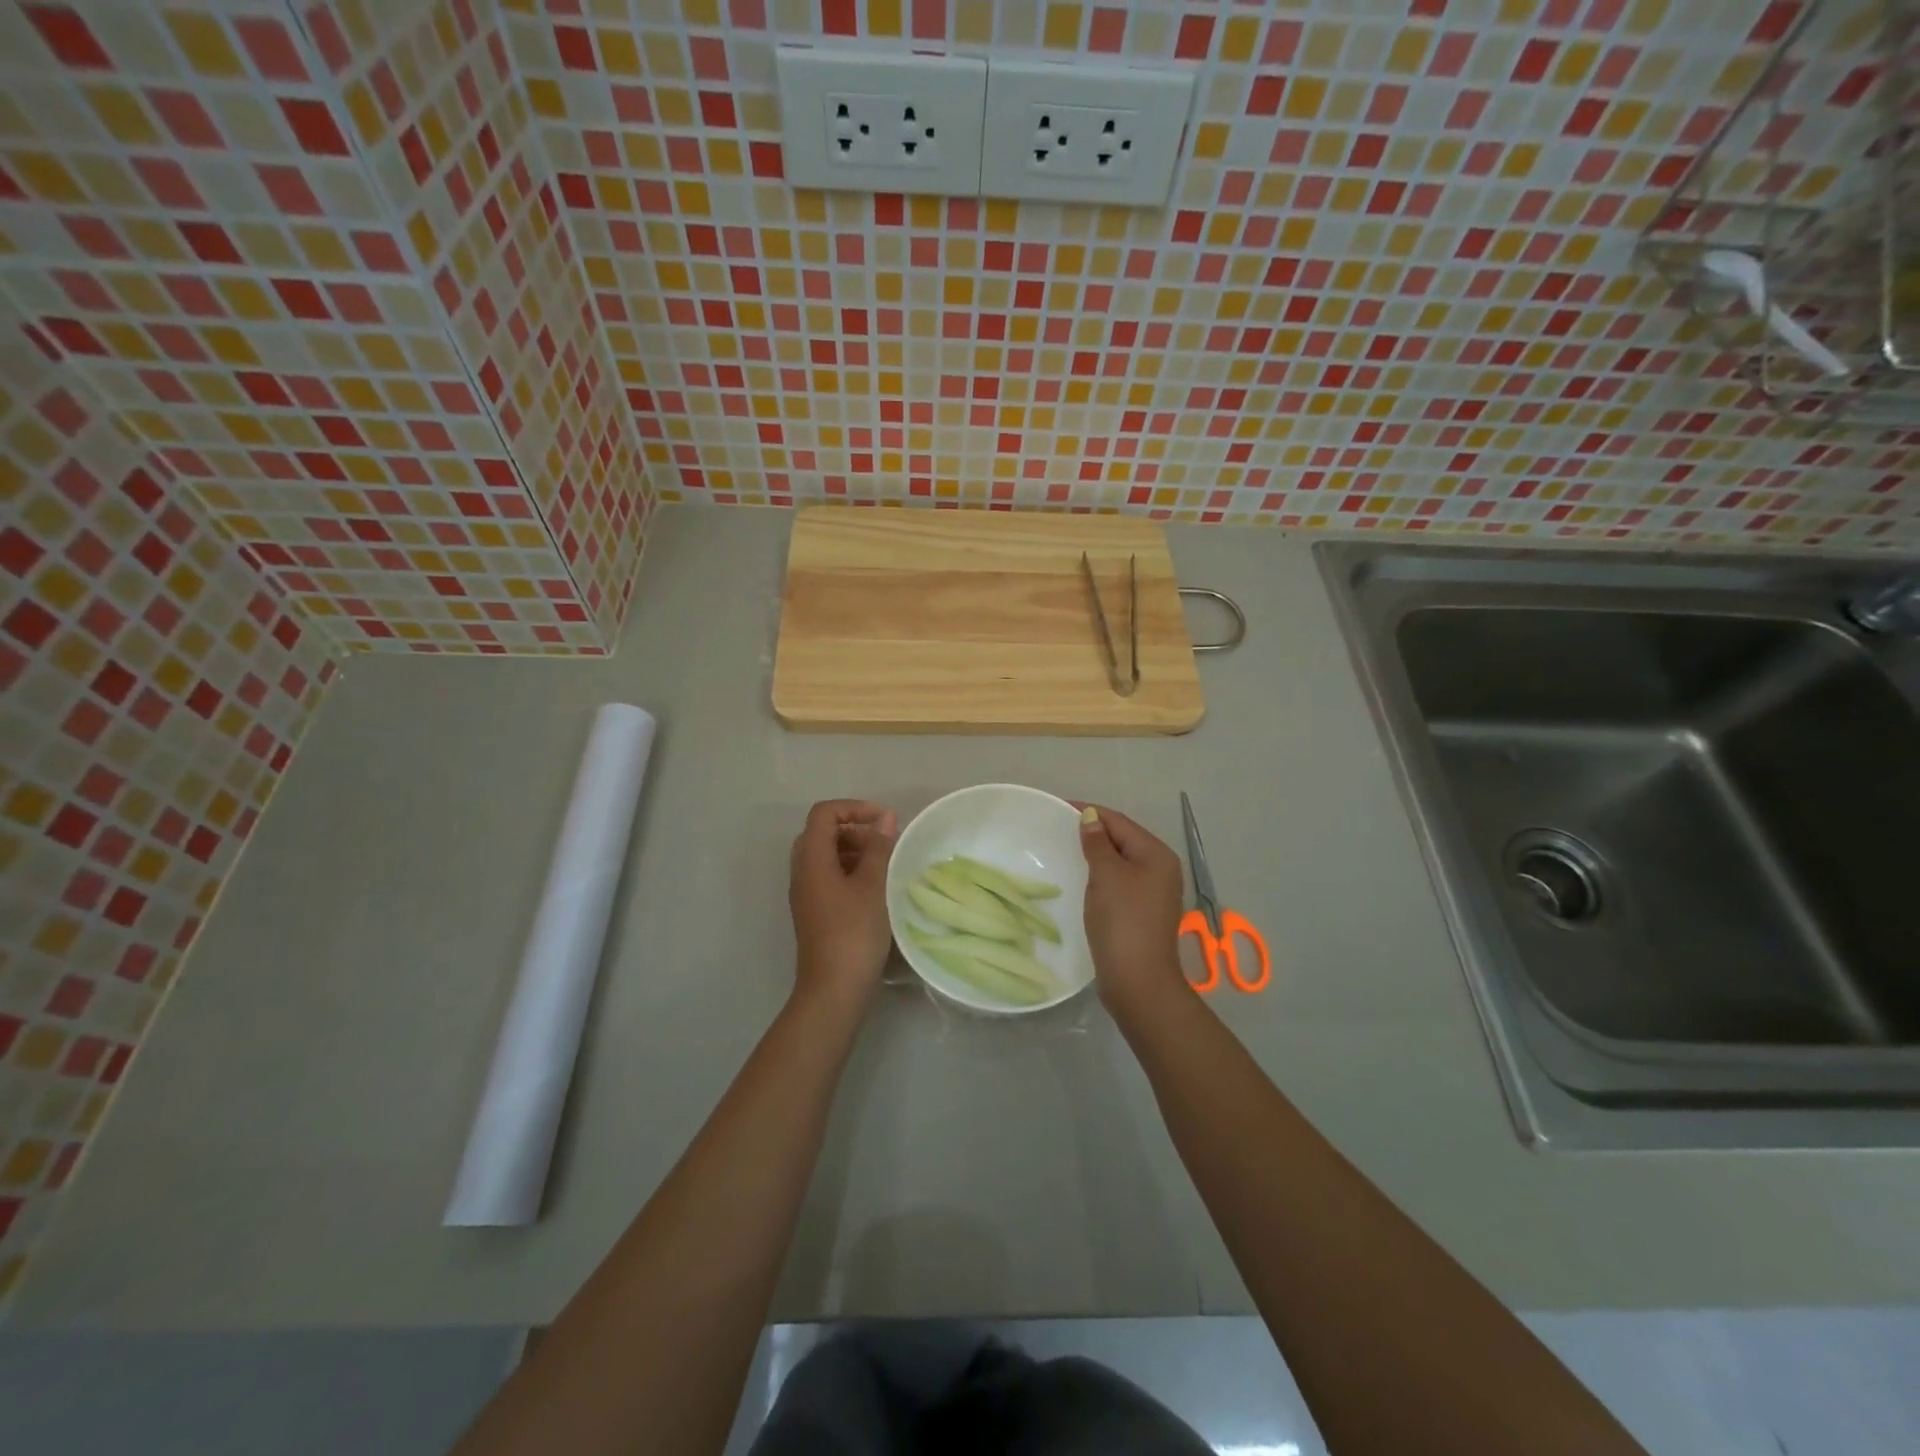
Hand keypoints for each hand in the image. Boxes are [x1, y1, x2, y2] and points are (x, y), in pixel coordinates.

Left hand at [789, 799, 897, 1008]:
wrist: (834, 991)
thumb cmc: (854, 933)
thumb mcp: (873, 886)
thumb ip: (879, 848)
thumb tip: (885, 818)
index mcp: (812, 860)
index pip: (823, 814)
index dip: (854, 808)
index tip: (884, 821)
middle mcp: (802, 872)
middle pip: (822, 833)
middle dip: (855, 829)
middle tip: (885, 843)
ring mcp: (807, 894)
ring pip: (826, 856)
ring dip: (855, 851)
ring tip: (885, 865)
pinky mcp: (815, 912)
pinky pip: (829, 877)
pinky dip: (851, 871)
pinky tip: (876, 888)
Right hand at [1076, 804, 1187, 1010]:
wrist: (1138, 980)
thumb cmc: (1122, 921)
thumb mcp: (1106, 876)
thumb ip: (1097, 843)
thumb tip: (1090, 817)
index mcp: (1156, 854)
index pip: (1119, 822)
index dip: (1090, 812)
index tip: (1058, 808)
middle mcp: (1161, 869)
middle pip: (1122, 839)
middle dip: (1093, 832)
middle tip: (1058, 829)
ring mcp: (1153, 892)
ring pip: (1120, 861)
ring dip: (1096, 854)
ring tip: (1065, 850)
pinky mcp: (1142, 911)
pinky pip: (1119, 881)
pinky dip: (1101, 875)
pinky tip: (1082, 879)